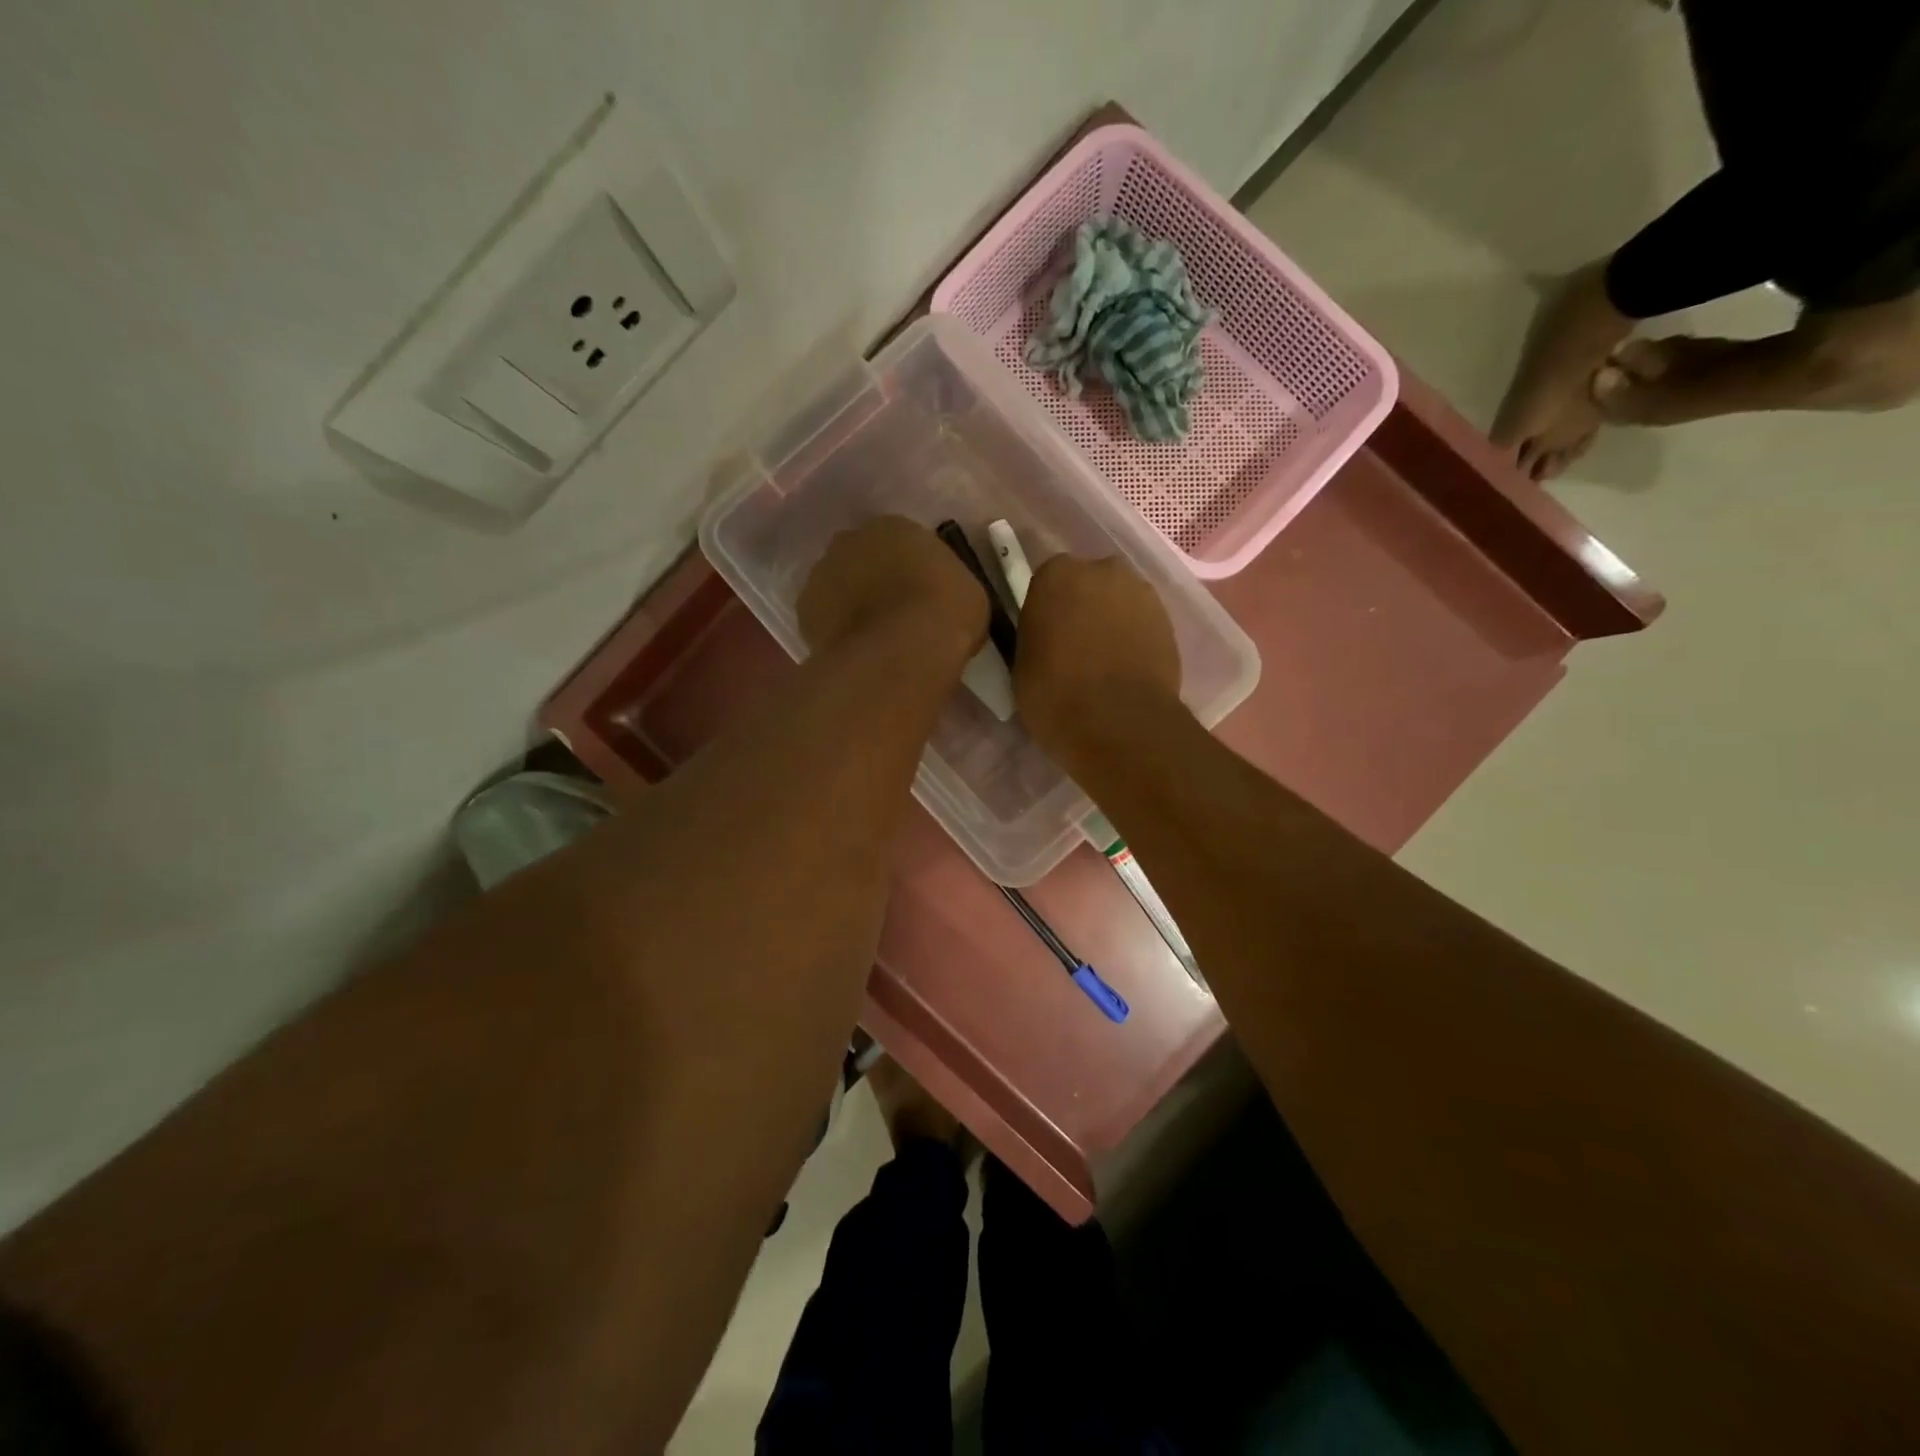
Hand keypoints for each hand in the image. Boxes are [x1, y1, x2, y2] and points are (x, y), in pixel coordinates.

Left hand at [798, 516, 987, 663]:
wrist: (902, 651)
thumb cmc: (945, 615)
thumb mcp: (967, 594)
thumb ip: (946, 586)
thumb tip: (941, 599)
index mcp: (895, 527)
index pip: (900, 541)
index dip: (909, 569)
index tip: (919, 594)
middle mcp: (852, 540)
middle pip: (862, 557)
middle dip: (873, 579)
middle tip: (892, 613)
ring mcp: (822, 572)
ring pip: (837, 585)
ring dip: (850, 603)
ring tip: (871, 638)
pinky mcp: (804, 609)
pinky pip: (823, 617)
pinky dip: (834, 630)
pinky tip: (853, 651)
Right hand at [1014, 554, 1181, 757]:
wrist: (1119, 722)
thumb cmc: (1054, 695)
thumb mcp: (1023, 665)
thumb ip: (1036, 637)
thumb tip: (1048, 639)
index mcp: (1056, 575)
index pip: (1047, 582)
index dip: (1047, 609)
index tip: (1045, 636)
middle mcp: (1102, 570)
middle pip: (1089, 584)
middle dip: (1083, 607)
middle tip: (1075, 647)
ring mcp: (1141, 593)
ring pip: (1119, 602)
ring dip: (1112, 622)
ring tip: (1104, 663)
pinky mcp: (1169, 621)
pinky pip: (1142, 624)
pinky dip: (1136, 639)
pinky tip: (1127, 670)